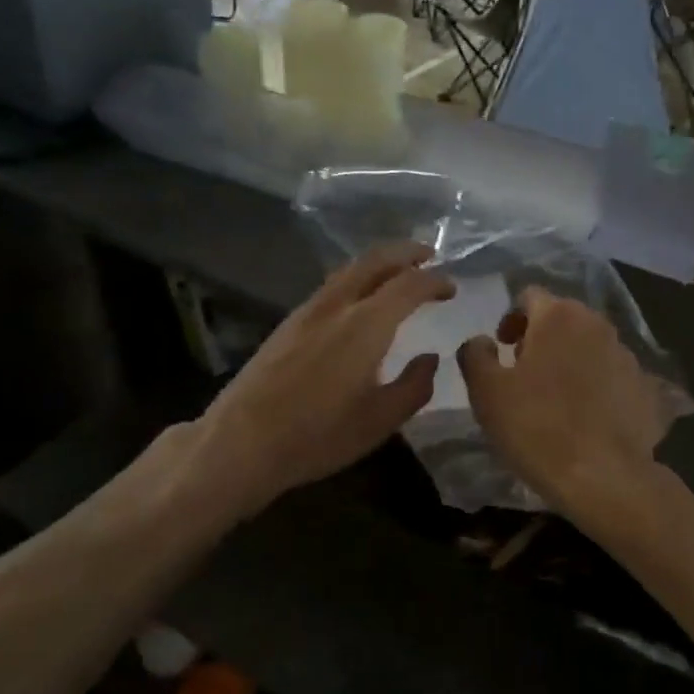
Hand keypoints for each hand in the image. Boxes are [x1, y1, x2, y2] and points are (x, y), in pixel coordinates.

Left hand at [191, 243, 453, 515]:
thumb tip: (430, 358)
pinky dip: (355, 278)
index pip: (409, 285)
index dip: (434, 281)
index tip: (451, 288)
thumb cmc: (319, 435)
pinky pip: (331, 286)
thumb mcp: (381, 420)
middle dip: (405, 252)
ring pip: (348, 269)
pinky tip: (358, 299)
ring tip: (397, 271)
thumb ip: (414, 386)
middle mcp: (337, 305)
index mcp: (366, 325)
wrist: (242, 440)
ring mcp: (307, 311)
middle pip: (374, 260)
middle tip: (428, 254)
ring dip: (378, 262)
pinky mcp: (288, 323)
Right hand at [457, 288, 670, 517]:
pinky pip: (613, 376)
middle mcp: (598, 325)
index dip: (511, 319)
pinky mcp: (647, 388)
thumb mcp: (486, 391)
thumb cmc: (535, 426)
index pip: (529, 296)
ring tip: (557, 398)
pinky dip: (597, 386)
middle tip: (524, 372)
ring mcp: (628, 356)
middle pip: (563, 318)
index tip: (503, 349)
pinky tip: (587, 418)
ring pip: (590, 346)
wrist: (603, 476)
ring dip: (571, 361)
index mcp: (559, 316)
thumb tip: (482, 341)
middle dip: (541, 338)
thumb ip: (475, 354)